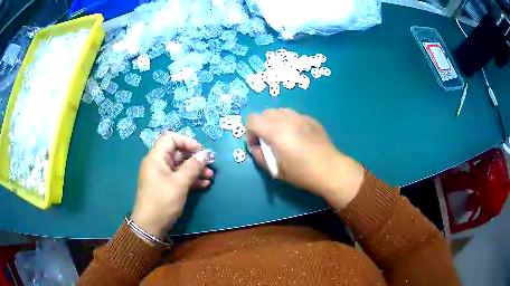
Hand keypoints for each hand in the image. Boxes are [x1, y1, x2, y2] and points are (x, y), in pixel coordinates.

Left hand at [130, 132, 213, 239]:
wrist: (150, 226)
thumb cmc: (163, 201)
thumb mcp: (180, 183)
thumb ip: (193, 166)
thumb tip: (205, 154)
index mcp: (156, 157)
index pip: (170, 138)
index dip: (186, 141)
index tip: (201, 151)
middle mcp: (158, 163)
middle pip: (177, 152)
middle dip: (195, 158)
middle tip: (209, 165)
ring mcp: (162, 175)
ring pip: (180, 166)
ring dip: (195, 170)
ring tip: (210, 176)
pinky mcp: (166, 186)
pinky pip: (179, 177)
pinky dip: (191, 179)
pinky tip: (204, 185)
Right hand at [246, 108, 364, 208]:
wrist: (329, 169)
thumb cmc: (301, 172)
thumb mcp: (275, 169)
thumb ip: (259, 156)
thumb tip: (255, 147)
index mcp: (274, 131)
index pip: (251, 119)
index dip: (249, 132)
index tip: (257, 144)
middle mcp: (286, 119)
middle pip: (265, 113)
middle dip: (261, 126)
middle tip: (269, 141)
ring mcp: (300, 116)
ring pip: (279, 111)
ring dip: (275, 122)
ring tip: (283, 137)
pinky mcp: (311, 119)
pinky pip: (294, 115)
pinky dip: (289, 122)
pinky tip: (298, 137)